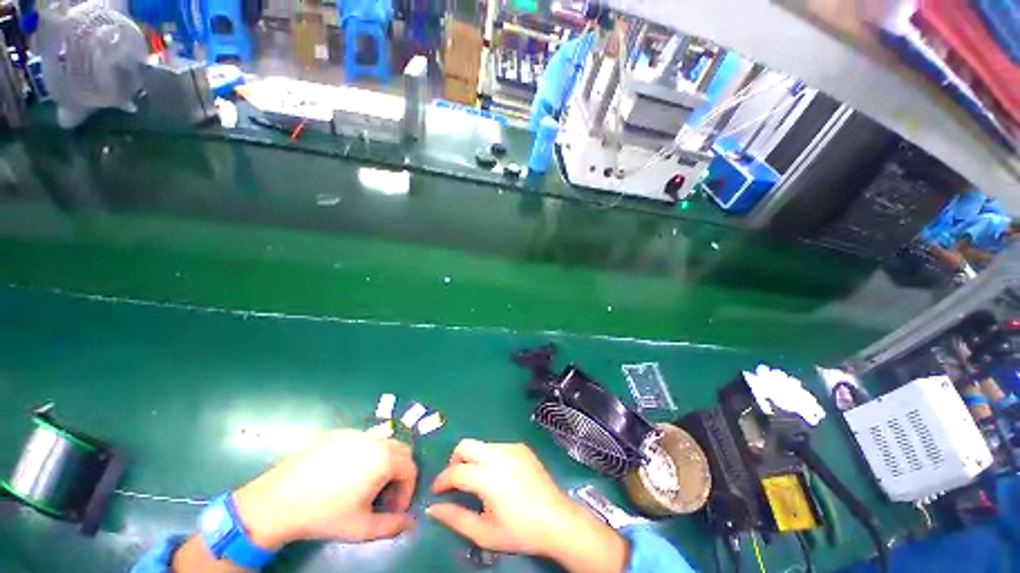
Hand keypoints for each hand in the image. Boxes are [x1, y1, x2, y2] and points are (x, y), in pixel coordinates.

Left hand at [233, 429, 416, 548]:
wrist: (277, 502)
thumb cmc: (324, 515)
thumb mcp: (361, 528)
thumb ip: (391, 526)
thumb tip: (410, 523)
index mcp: (384, 459)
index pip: (410, 468)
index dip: (407, 490)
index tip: (394, 509)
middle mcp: (374, 440)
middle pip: (400, 451)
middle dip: (398, 473)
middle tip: (383, 496)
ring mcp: (354, 434)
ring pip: (381, 444)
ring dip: (382, 463)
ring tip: (364, 486)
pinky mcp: (336, 434)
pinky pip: (360, 441)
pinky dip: (363, 456)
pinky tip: (342, 475)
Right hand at [426, 440, 626, 572]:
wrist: (557, 519)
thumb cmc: (520, 531)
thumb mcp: (484, 533)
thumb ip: (455, 518)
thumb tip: (432, 508)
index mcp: (488, 476)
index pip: (456, 471)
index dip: (442, 480)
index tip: (436, 492)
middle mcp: (499, 454)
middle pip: (466, 445)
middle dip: (455, 461)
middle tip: (455, 482)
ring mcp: (512, 447)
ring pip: (481, 445)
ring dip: (472, 459)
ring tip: (477, 481)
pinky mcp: (522, 447)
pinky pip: (497, 446)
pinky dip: (489, 457)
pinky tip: (498, 476)